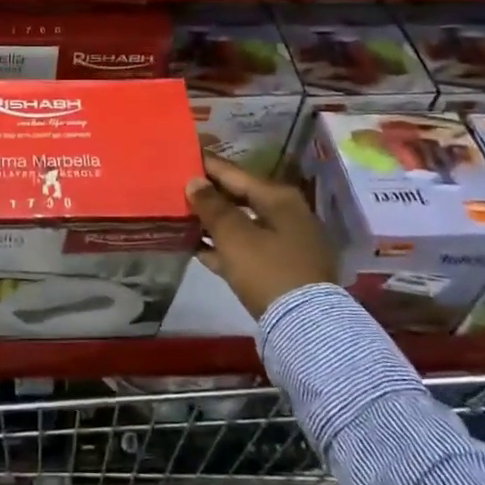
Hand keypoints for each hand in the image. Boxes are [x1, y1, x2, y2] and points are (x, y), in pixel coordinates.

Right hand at [187, 155, 338, 321]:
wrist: (306, 327)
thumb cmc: (268, 271)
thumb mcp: (234, 236)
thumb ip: (212, 207)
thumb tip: (194, 182)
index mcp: (279, 198)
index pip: (235, 173)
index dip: (207, 166)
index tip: (182, 157)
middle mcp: (286, 214)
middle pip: (240, 197)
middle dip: (209, 195)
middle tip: (178, 188)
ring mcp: (287, 243)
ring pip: (243, 224)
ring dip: (214, 222)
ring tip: (182, 217)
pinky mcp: (282, 268)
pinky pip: (247, 248)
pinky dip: (225, 246)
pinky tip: (199, 248)